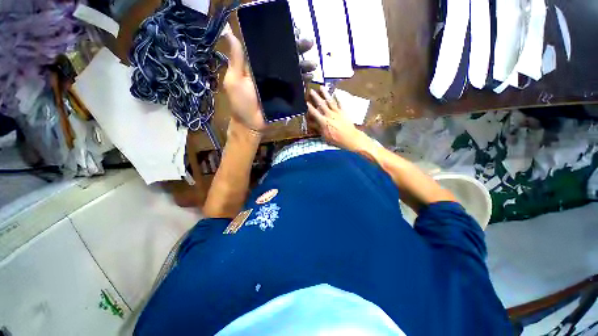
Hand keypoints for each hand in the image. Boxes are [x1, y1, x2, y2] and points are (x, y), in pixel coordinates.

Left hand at [222, 32, 316, 131]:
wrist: (251, 124)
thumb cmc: (241, 103)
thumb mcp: (235, 80)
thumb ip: (236, 60)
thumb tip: (229, 32)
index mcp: (258, 67)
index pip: (271, 49)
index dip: (282, 39)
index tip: (292, 31)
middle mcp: (270, 73)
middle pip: (285, 59)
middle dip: (298, 50)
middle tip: (309, 43)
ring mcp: (279, 85)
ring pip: (293, 71)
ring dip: (304, 66)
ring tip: (313, 63)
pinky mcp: (285, 96)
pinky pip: (296, 87)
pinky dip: (304, 81)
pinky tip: (310, 77)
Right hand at [307, 87, 373, 153]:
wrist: (350, 138)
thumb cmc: (336, 139)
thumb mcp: (325, 136)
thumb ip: (318, 128)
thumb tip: (311, 123)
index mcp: (324, 121)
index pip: (315, 113)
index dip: (309, 107)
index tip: (305, 102)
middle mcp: (330, 114)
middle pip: (321, 104)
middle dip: (316, 97)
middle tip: (311, 90)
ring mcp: (337, 112)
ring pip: (330, 101)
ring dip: (325, 94)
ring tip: (321, 87)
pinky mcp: (343, 112)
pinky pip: (340, 103)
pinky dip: (337, 97)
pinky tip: (335, 93)